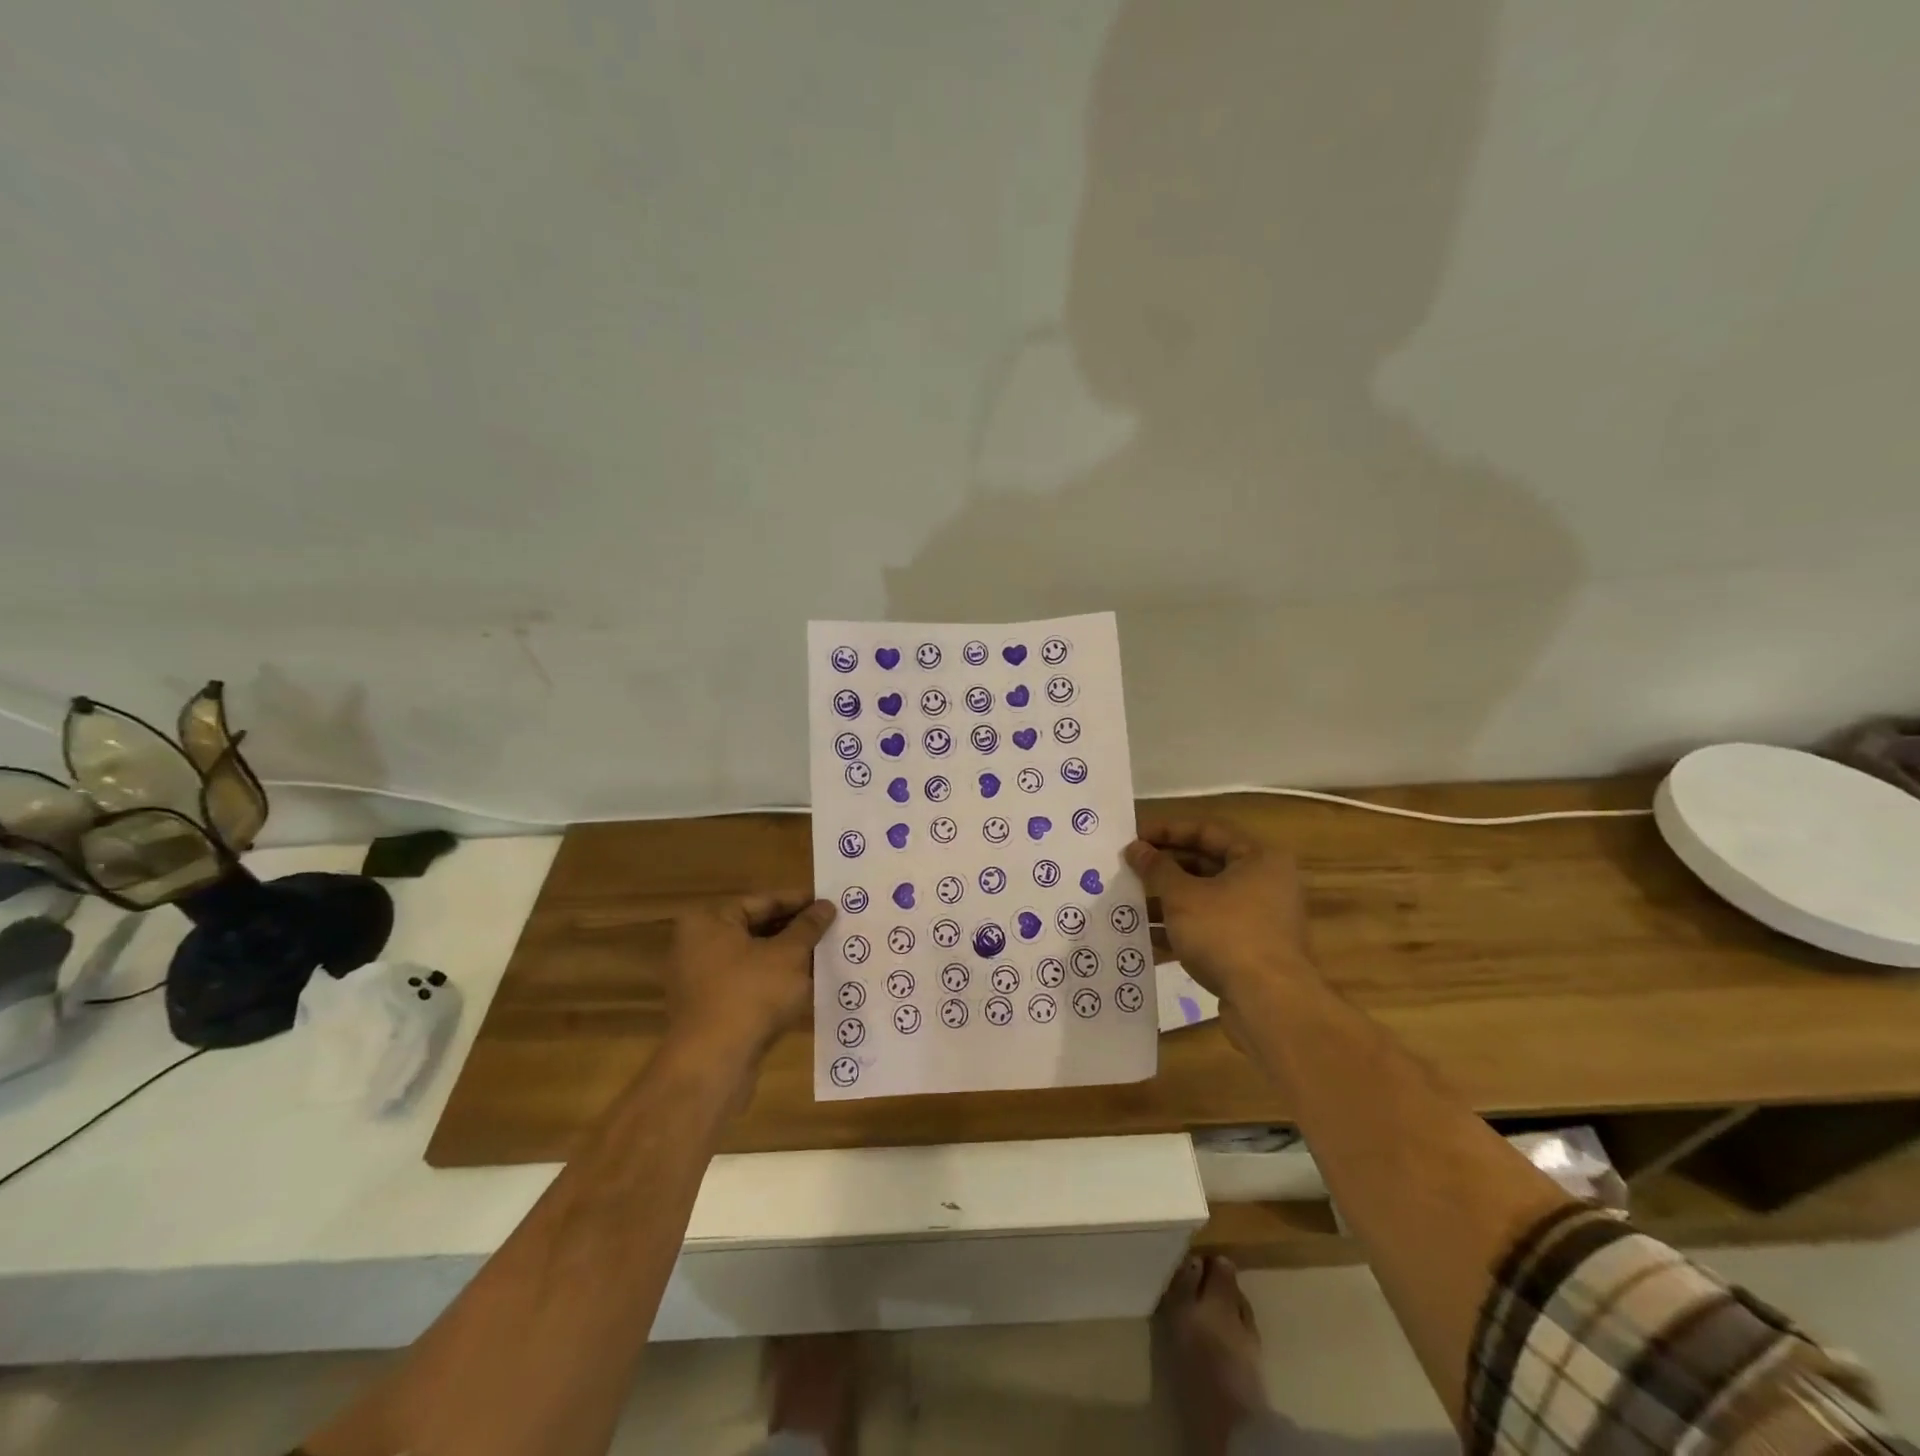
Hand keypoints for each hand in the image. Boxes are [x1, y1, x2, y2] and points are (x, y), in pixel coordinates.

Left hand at [664, 894, 835, 1059]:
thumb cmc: (751, 995)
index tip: (830, 903)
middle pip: (756, 928)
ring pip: (754, 957)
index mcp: (709, 921)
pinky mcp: (709, 1008)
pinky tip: (806, 984)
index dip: (800, 902)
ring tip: (826, 954)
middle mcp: (698, 944)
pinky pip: (747, 983)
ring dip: (788, 957)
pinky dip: (774, 980)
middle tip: (832, 928)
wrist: (713, 1064)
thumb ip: (808, 927)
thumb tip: (826, 905)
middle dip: (795, 930)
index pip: (763, 901)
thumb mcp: (789, 955)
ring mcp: (700, 978)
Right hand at [1123, 820, 1314, 1007]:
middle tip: (1128, 870)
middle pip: (1206, 865)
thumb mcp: (1183, 896)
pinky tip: (1146, 938)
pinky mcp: (1251, 950)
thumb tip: (1136, 849)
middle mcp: (1264, 883)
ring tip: (1129, 903)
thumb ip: (1157, 869)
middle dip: (1164, 869)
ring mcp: (1259, 919)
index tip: (1134, 838)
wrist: (1268, 1003)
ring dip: (1168, 901)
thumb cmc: (1226, 934)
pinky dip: (1181, 929)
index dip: (1166, 831)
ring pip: (1205, 899)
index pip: (1206, 831)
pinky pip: (1210, 929)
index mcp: (1258, 858)